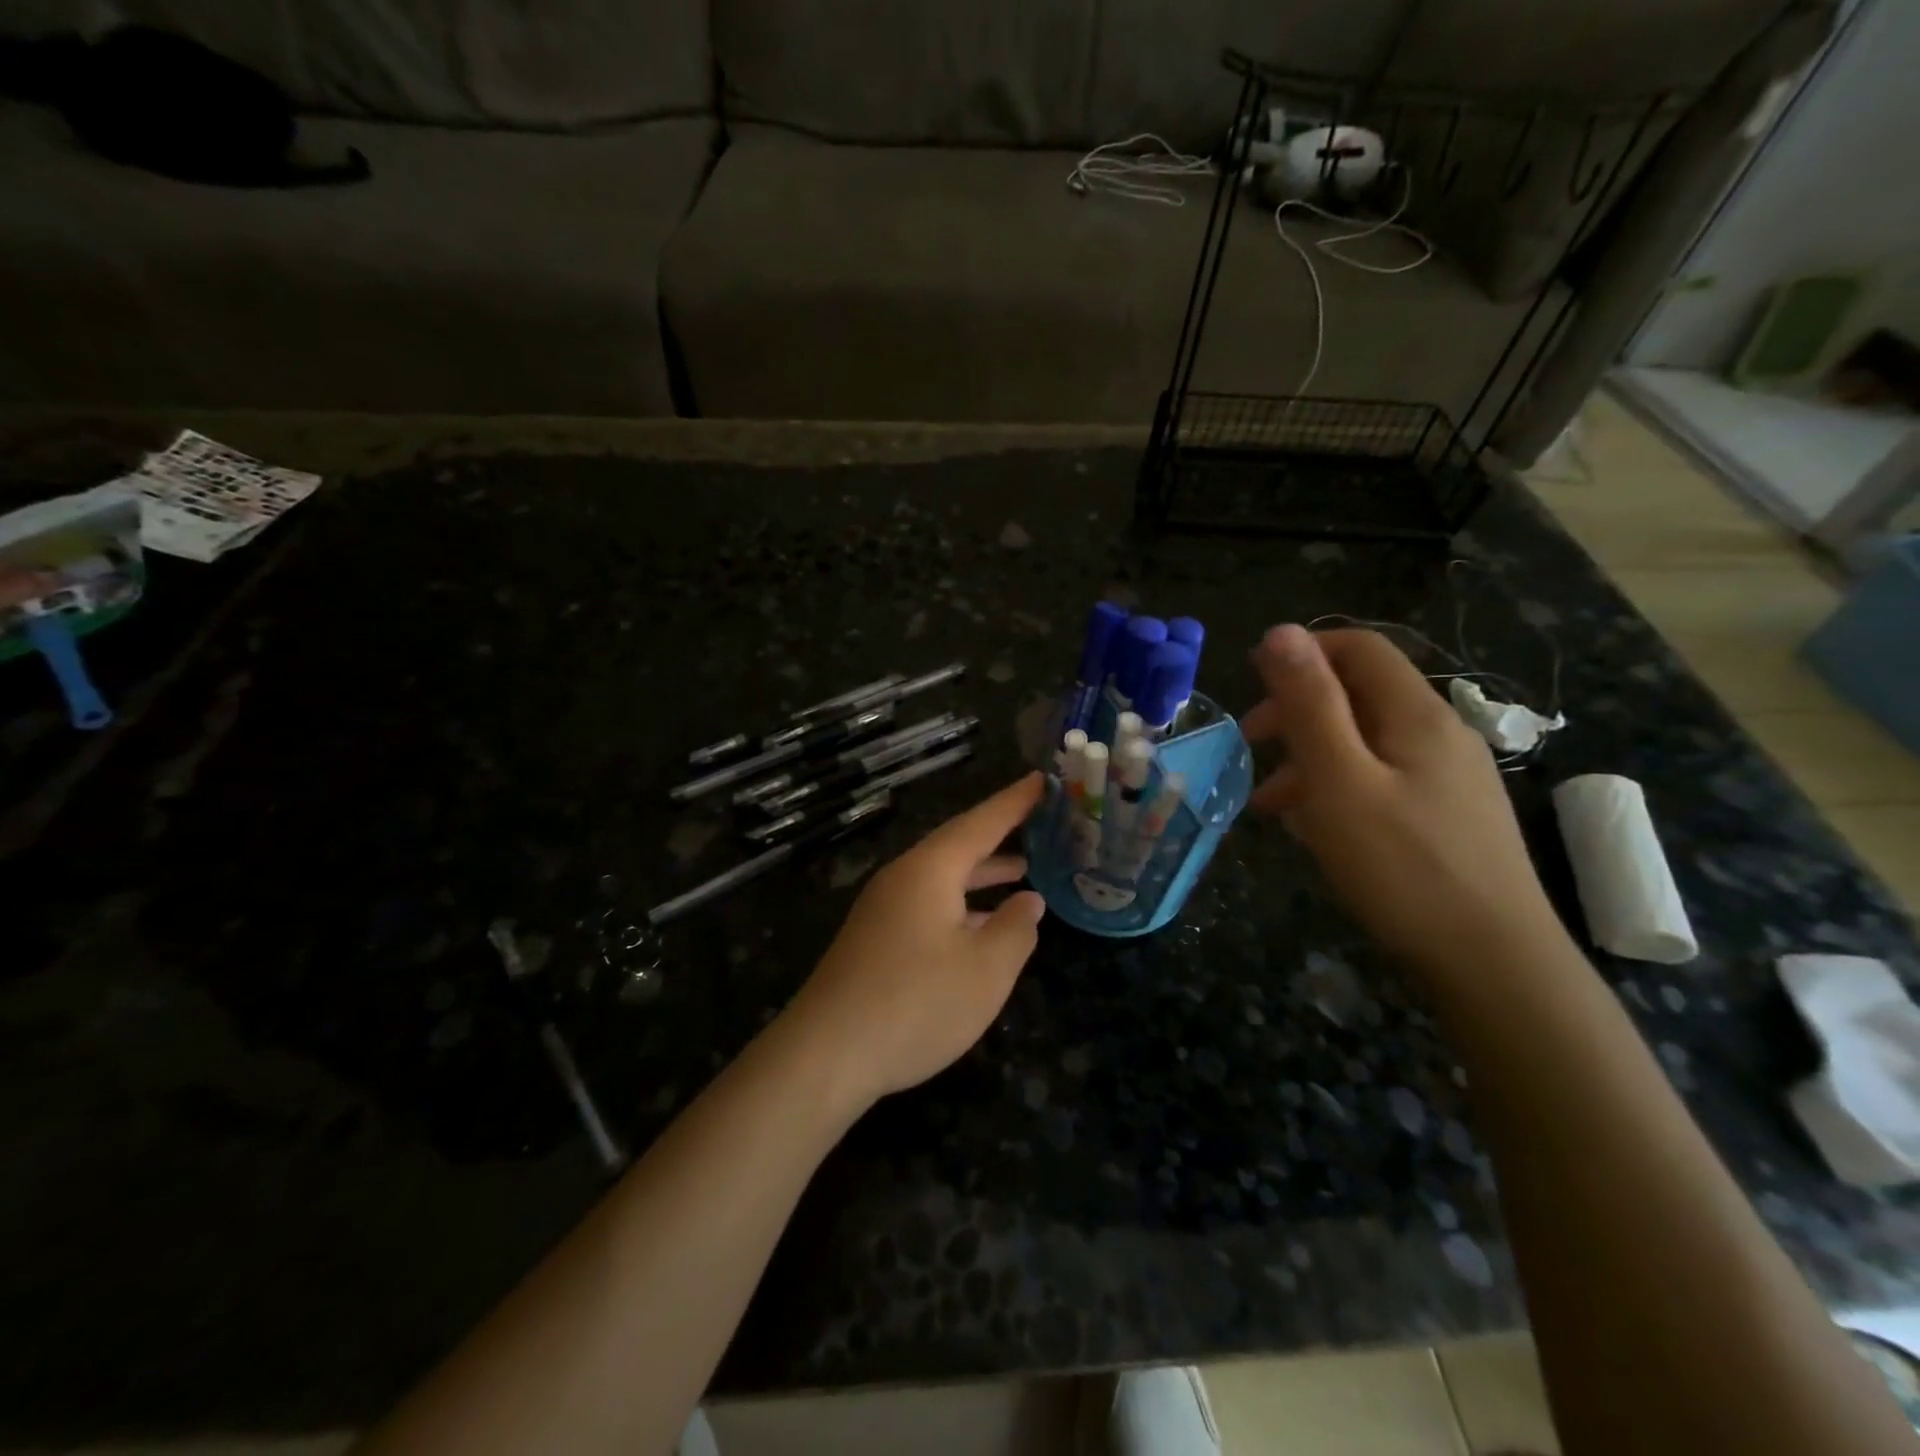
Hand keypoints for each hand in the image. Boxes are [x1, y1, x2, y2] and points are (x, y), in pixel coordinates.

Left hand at [780, 775, 1046, 1105]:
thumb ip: (1016, 929)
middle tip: (1039, 822)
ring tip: (1022, 871)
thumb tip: (1029, 901)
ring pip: (943, 877)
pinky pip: (928, 903)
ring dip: (982, 873)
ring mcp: (884, 908)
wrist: (826, 1054)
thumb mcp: (986, 970)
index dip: (1016, 802)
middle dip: (999, 835)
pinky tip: (981, 928)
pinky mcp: (876, 938)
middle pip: (959, 845)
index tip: (1043, 779)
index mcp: (930, 870)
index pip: (981, 822)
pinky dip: (962, 904)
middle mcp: (903, 877)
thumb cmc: (916, 1004)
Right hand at [1240, 625, 1563, 977]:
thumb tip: (1280, 632)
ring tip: (1269, 803)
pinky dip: (1338, 788)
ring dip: (1310, 757)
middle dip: (1297, 710)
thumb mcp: (1338, 779)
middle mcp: (1439, 735)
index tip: (1252, 684)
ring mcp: (1449, 779)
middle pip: (1359, 695)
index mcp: (1416, 714)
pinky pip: (1381, 780)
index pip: (1359, 648)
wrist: (1493, 962)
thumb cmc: (1401, 865)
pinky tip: (1314, 828)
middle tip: (1250, 746)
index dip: (1303, 652)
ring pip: (1366, 743)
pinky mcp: (1448, 817)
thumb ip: (1309, 704)